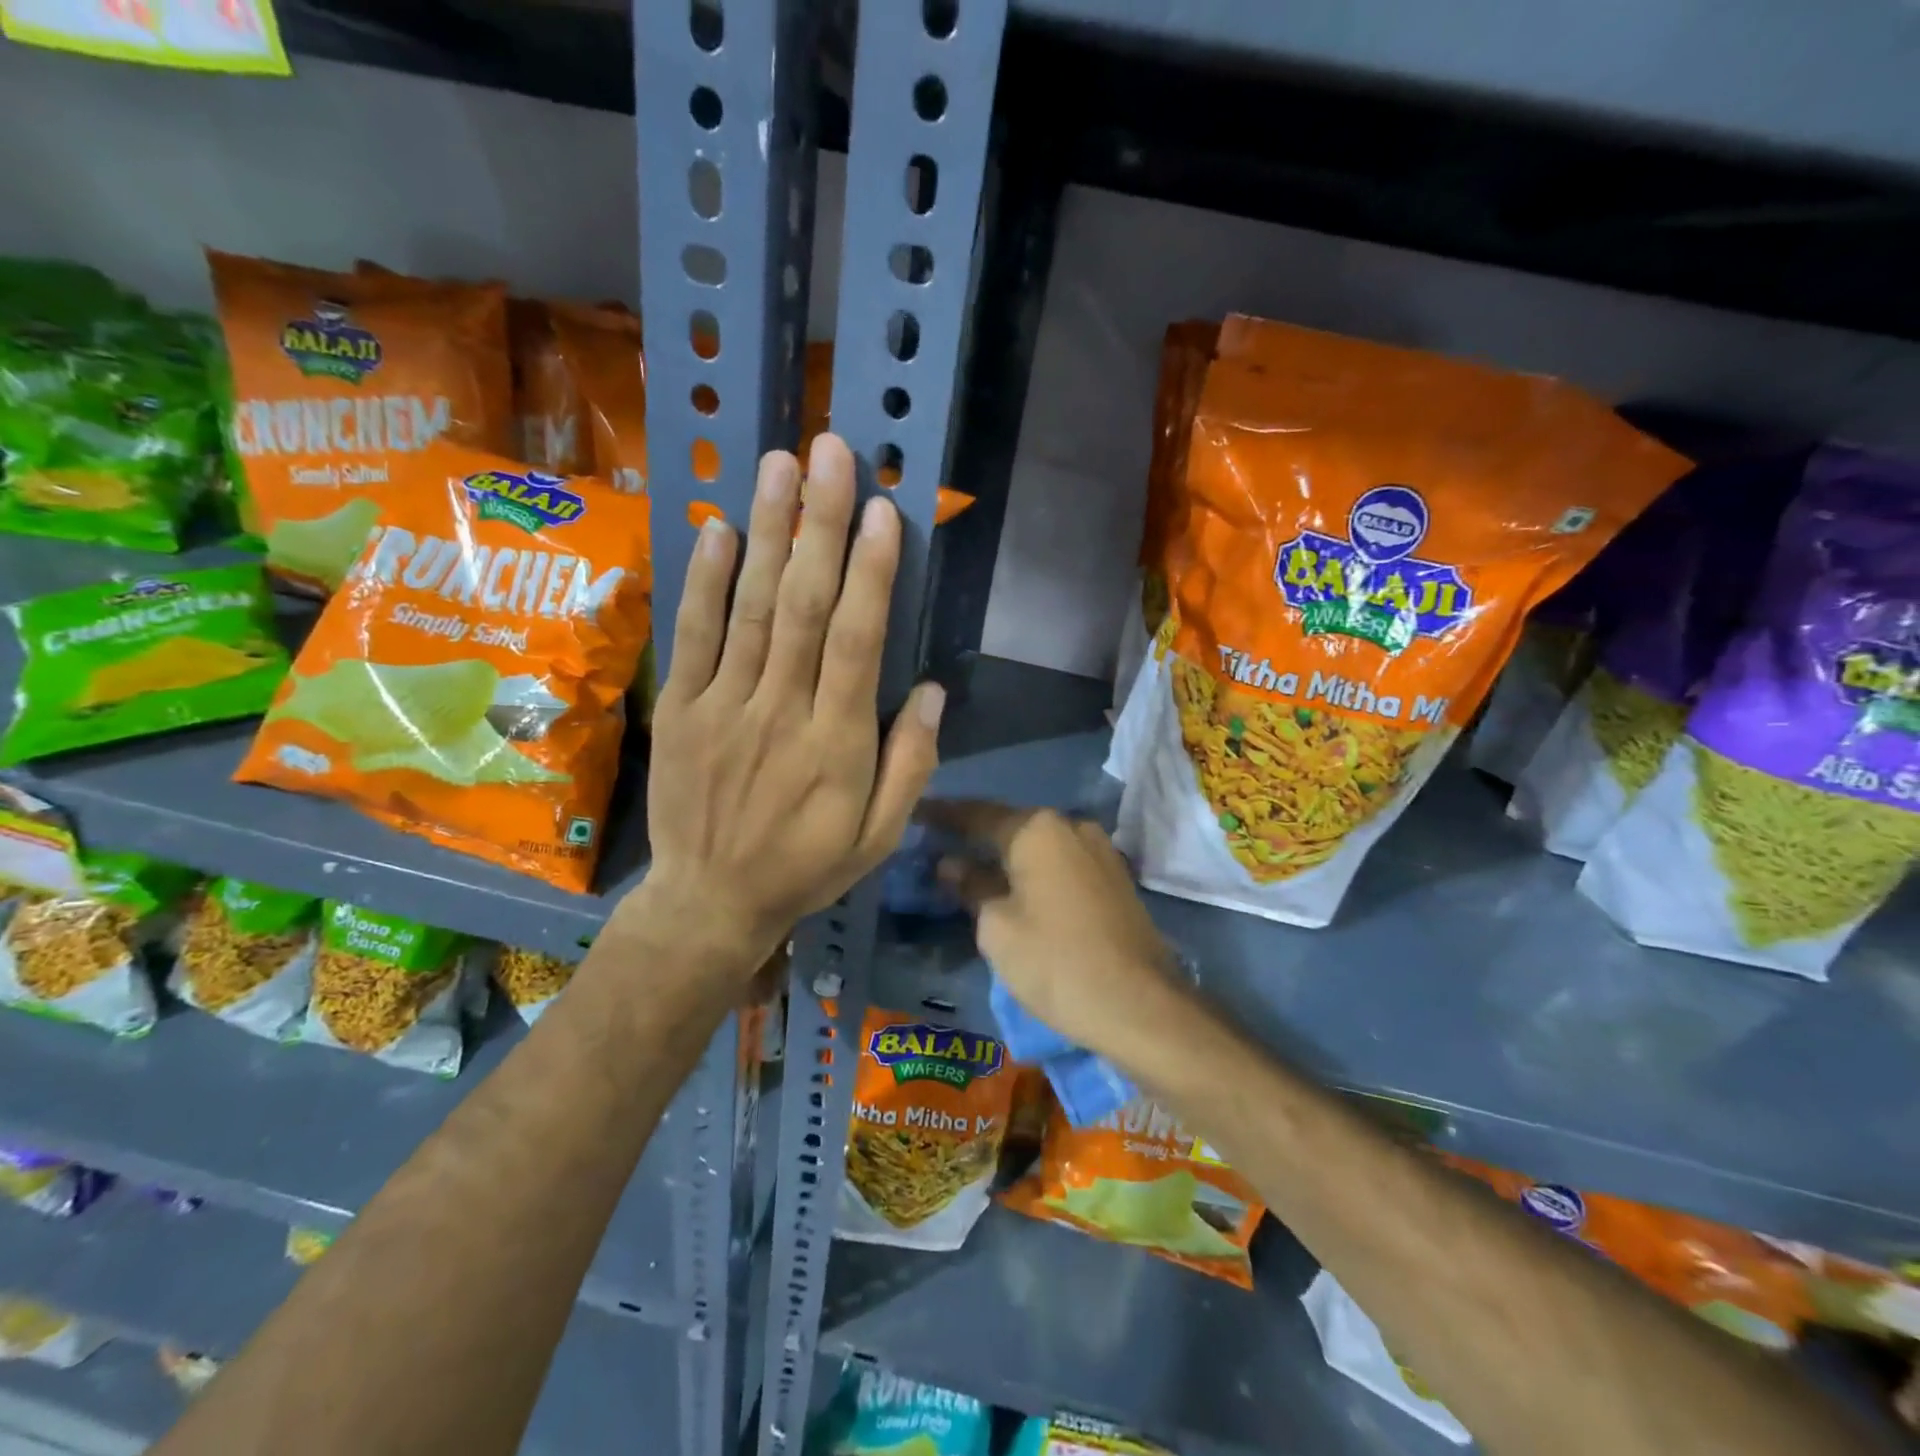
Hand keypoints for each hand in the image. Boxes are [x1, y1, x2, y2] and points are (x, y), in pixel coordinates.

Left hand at [638, 435, 943, 971]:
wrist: (711, 901)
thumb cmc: (807, 866)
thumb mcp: (880, 837)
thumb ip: (911, 764)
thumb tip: (930, 690)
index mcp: (838, 745)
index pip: (857, 643)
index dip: (871, 574)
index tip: (882, 512)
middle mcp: (781, 713)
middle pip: (803, 607)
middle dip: (820, 526)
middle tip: (830, 454)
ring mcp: (725, 707)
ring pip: (749, 608)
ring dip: (766, 532)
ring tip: (779, 465)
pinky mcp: (684, 709)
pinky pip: (694, 636)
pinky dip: (704, 581)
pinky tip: (718, 529)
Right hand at [924, 801, 1185, 1062]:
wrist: (1141, 1005)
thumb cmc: (1056, 962)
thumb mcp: (997, 927)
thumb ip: (970, 885)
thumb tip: (951, 863)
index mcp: (1037, 829)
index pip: (977, 814)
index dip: (944, 815)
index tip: (917, 814)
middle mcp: (1071, 826)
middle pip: (1011, 825)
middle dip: (976, 836)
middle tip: (941, 845)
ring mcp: (1100, 850)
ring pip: (1040, 846)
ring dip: (1007, 855)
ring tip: (975, 868)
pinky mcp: (1115, 877)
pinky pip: (1063, 863)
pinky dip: (1035, 871)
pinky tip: (1017, 887)